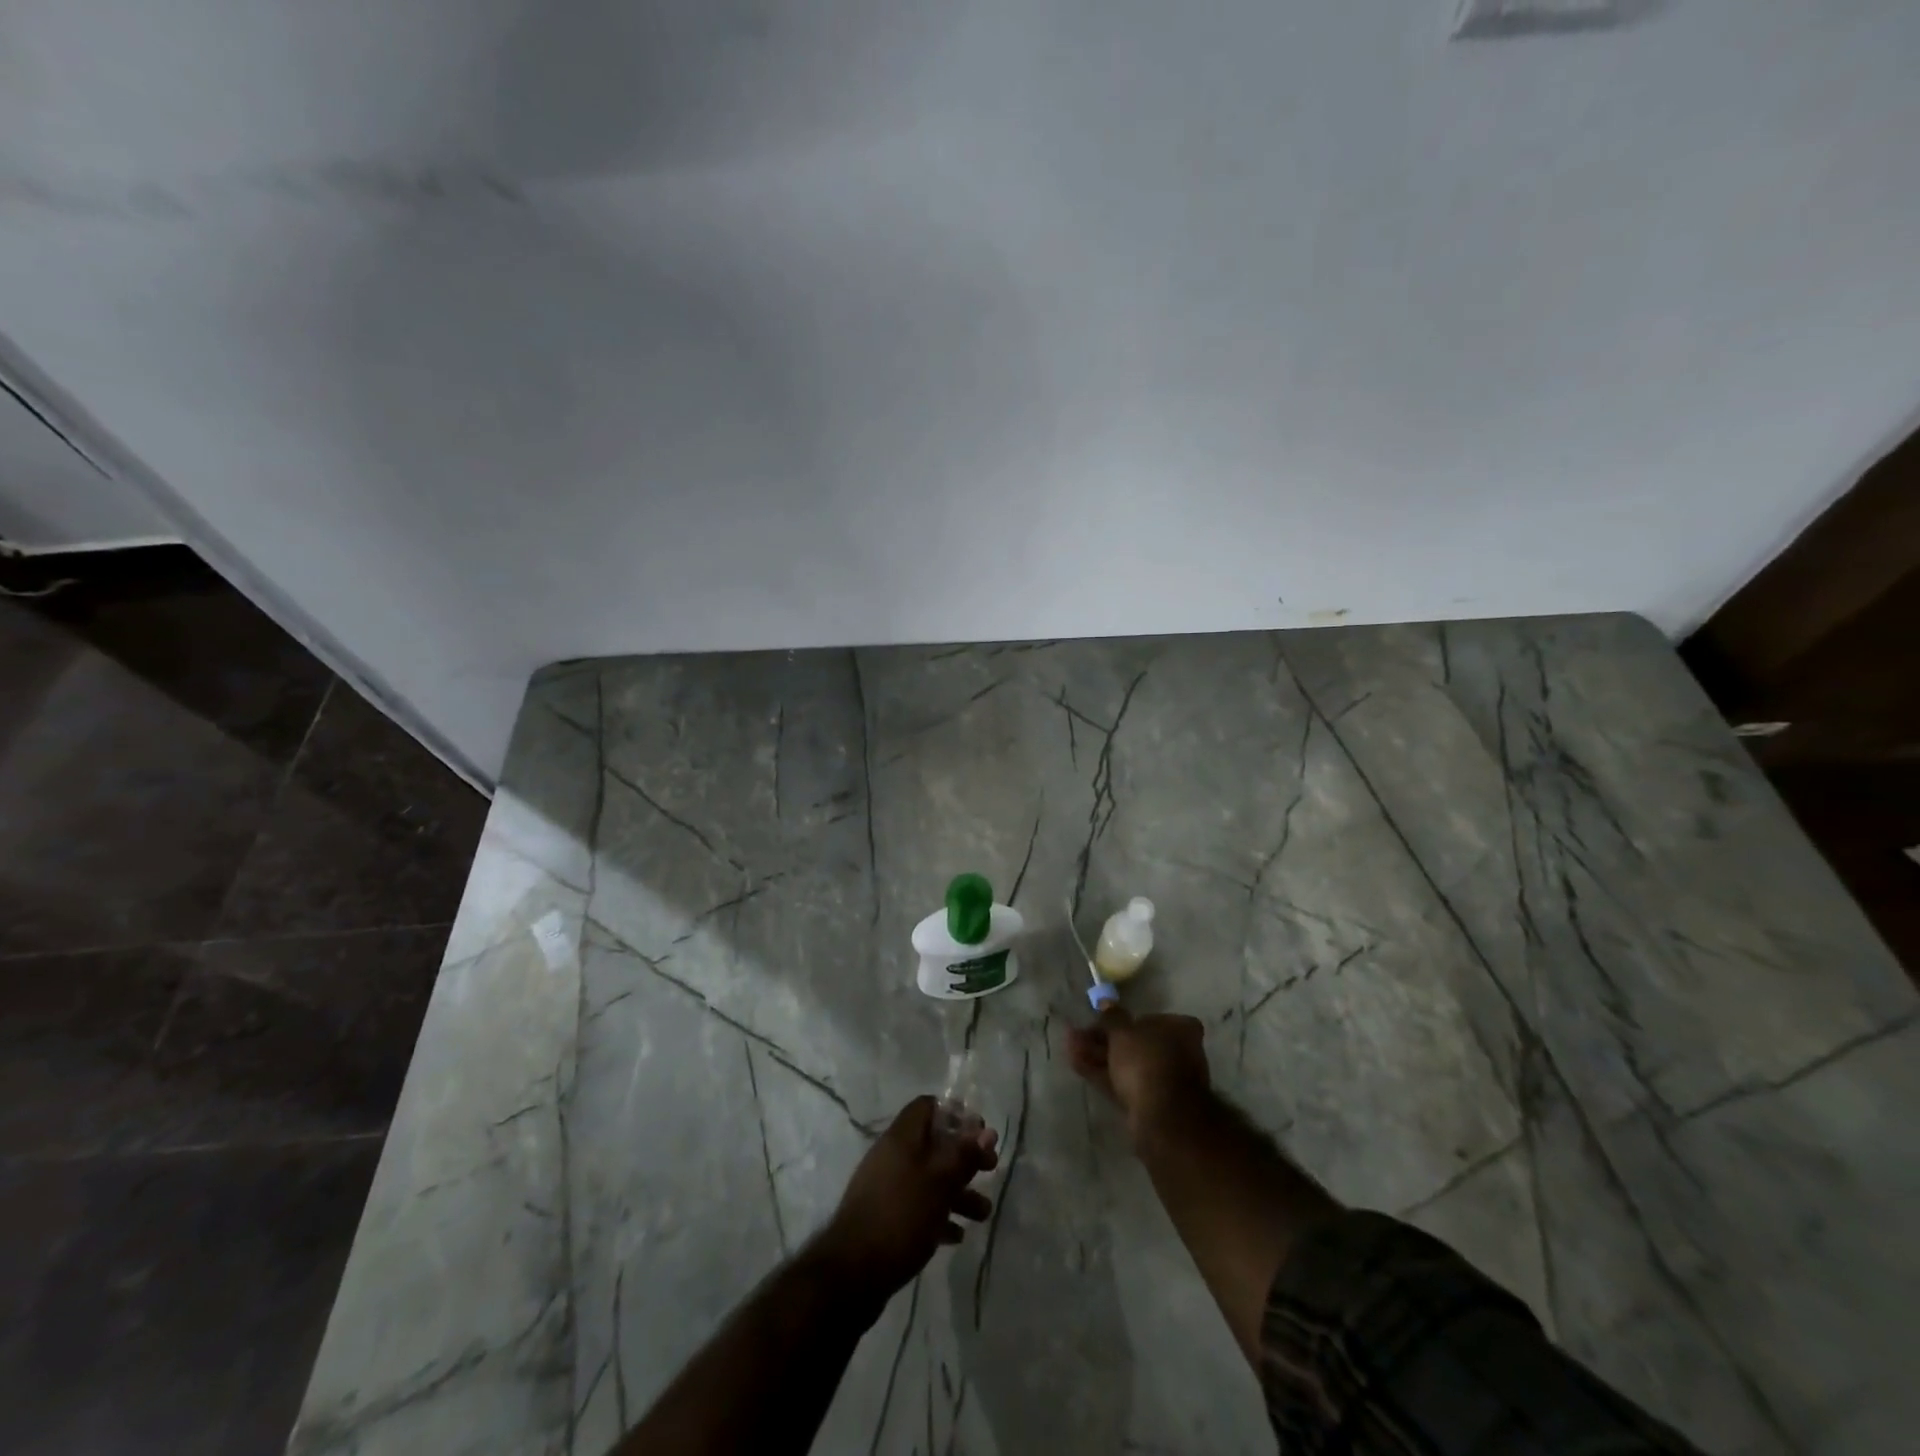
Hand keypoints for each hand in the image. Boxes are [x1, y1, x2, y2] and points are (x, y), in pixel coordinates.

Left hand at [811, 1096, 998, 1308]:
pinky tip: (955, 1236)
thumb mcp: (940, 1182)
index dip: (955, 1114)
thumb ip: (964, 1155)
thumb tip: (988, 1130)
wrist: (852, 1274)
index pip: (927, 1107)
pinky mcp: (885, 1219)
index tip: (980, 1132)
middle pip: (933, 1144)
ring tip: (983, 1213)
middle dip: (964, 1157)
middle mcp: (892, 1156)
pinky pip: (917, 1207)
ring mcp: (886, 1188)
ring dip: (957, 1192)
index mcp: (901, 1138)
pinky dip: (938, 1215)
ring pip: (928, 1179)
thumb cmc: (901, 1216)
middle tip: (991, 1169)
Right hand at [1067, 1007, 1210, 1140]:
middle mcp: (1177, 1053)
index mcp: (1180, 1029)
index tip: (1099, 1019)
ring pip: (1125, 1063)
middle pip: (1133, 1042)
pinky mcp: (1148, 1102)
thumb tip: (1106, 1002)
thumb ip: (1112, 1017)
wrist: (1163, 1118)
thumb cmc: (1147, 1061)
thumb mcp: (1123, 1031)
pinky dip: (1101, 1073)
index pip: (1148, 1017)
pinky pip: (1122, 1081)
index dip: (1121, 1018)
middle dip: (1102, 1039)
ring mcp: (1163, 1080)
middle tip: (1077, 1034)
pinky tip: (1075, 1063)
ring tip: (1069, 1046)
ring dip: (1097, 1054)